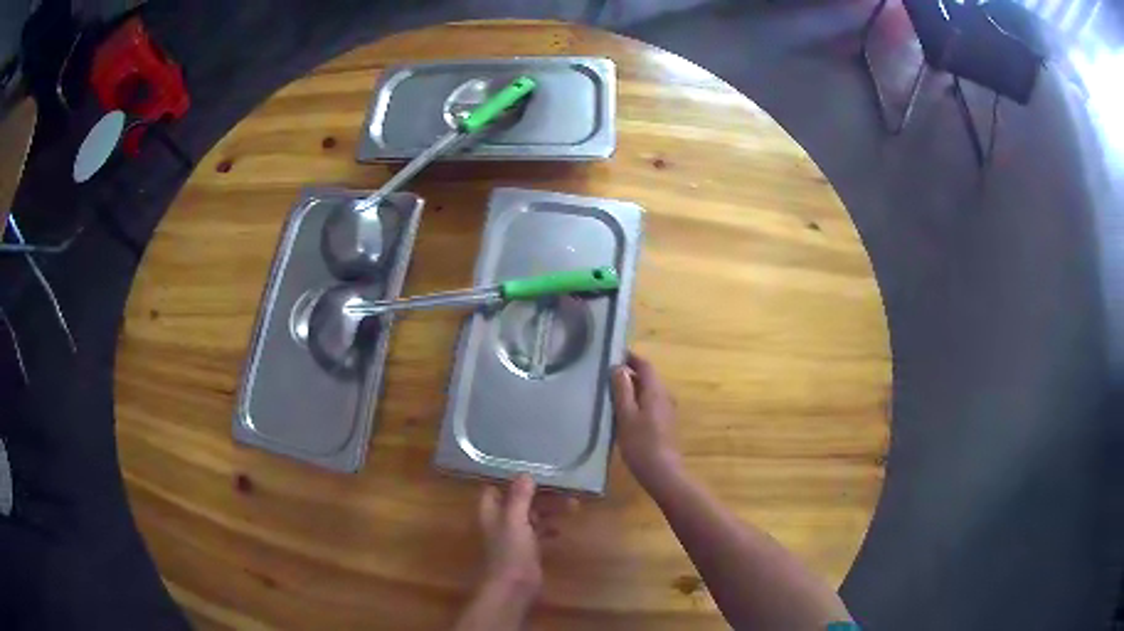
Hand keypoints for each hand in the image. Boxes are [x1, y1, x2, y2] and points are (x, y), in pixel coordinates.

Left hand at [477, 475, 576, 599]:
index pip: (496, 488)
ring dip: (548, 509)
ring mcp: (513, 536)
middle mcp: (500, 521)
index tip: (534, 470)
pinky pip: (538, 532)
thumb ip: (518, 497)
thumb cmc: (510, 552)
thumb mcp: (514, 520)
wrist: (513, 587)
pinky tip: (562, 528)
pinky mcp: (526, 549)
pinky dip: (549, 527)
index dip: (512, 479)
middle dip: (539, 494)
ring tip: (573, 505)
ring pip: (531, 515)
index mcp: (491, 511)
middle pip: (518, 501)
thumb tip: (525, 473)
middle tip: (564, 488)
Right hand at [611, 351, 680, 486]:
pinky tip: (622, 412)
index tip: (613, 354)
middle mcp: (665, 396)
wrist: (662, 472)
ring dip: (632, 387)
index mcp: (656, 391)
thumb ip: (622, 390)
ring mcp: (667, 411)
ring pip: (648, 391)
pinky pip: (650, 403)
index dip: (630, 357)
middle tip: (606, 374)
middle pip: (647, 377)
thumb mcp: (626, 416)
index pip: (645, 365)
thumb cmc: (641, 444)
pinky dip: (637, 401)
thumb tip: (618, 368)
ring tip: (610, 391)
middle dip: (629, 372)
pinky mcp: (664, 423)